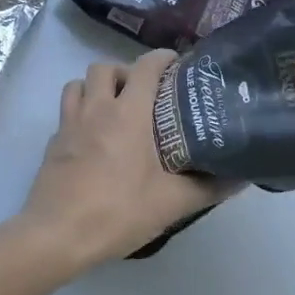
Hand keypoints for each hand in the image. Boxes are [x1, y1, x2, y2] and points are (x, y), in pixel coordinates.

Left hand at [15, 51, 231, 272]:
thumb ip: (209, 187)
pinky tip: (92, 140)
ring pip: (77, 85)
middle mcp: (96, 109)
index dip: (162, 58)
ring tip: (114, 108)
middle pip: (105, 67)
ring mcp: (69, 125)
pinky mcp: (52, 145)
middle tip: (143, 93)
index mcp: (128, 113)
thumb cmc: (117, 211)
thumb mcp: (171, 203)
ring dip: (96, 88)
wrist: (57, 236)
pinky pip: (66, 114)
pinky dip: (80, 115)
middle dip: (125, 72)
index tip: (177, 65)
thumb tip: (241, 177)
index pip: (145, 66)